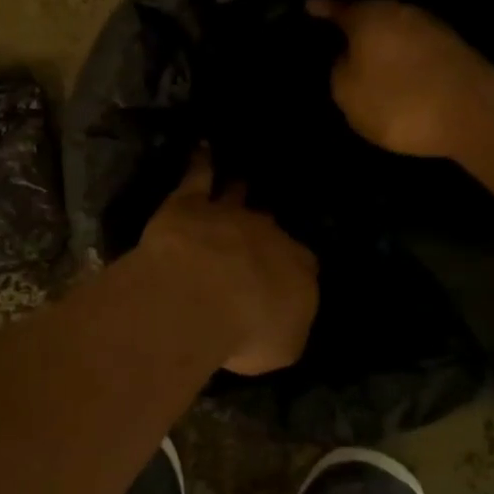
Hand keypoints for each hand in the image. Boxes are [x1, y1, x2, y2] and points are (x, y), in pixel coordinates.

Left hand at [136, 153, 317, 375]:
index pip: (304, 265)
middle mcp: (268, 233)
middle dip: (267, 227)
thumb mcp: (281, 347)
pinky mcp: (190, 203)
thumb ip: (285, 328)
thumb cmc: (248, 329)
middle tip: (264, 227)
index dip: (294, 268)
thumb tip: (283, 318)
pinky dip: (201, 161)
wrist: (203, 293)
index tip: (287, 274)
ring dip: (240, 189)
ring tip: (243, 180)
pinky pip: (198, 176)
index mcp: (298, 270)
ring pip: (238, 195)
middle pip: (270, 226)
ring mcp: (229, 213)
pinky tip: (202, 146)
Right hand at [307, 0, 492, 157]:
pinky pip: (414, 46)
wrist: (475, 114)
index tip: (308, 5)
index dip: (322, 8)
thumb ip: (339, 71)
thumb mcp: (349, 94)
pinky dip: (401, 55)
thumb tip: (347, 57)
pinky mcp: (453, 48)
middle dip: (354, 24)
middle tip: (336, 36)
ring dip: (381, 41)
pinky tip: (396, 70)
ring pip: (394, 29)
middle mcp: (400, 11)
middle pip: (369, 14)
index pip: (337, 7)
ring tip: (365, 57)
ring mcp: (431, 26)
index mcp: (369, 15)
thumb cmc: (399, 102)